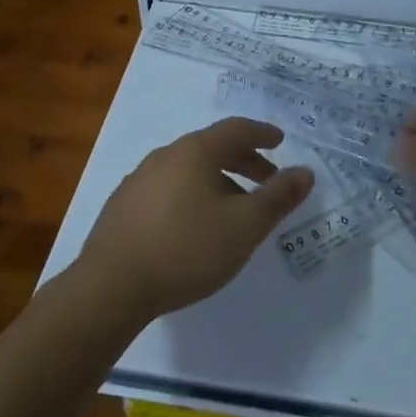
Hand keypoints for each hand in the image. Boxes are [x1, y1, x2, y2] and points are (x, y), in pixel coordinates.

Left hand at [76, 117, 313, 325]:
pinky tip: (194, 227)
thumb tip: (305, 172)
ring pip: (189, 170)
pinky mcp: (122, 207)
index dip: (262, 134)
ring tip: (234, 211)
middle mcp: (165, 156)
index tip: (280, 141)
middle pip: (212, 148)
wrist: (110, 287)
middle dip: (244, 162)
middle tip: (267, 182)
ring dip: (218, 182)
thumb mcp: (244, 226)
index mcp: (195, 151)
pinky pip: (168, 189)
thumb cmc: (187, 249)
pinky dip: (192, 196)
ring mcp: (139, 180)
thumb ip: (278, 197)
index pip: (236, 129)